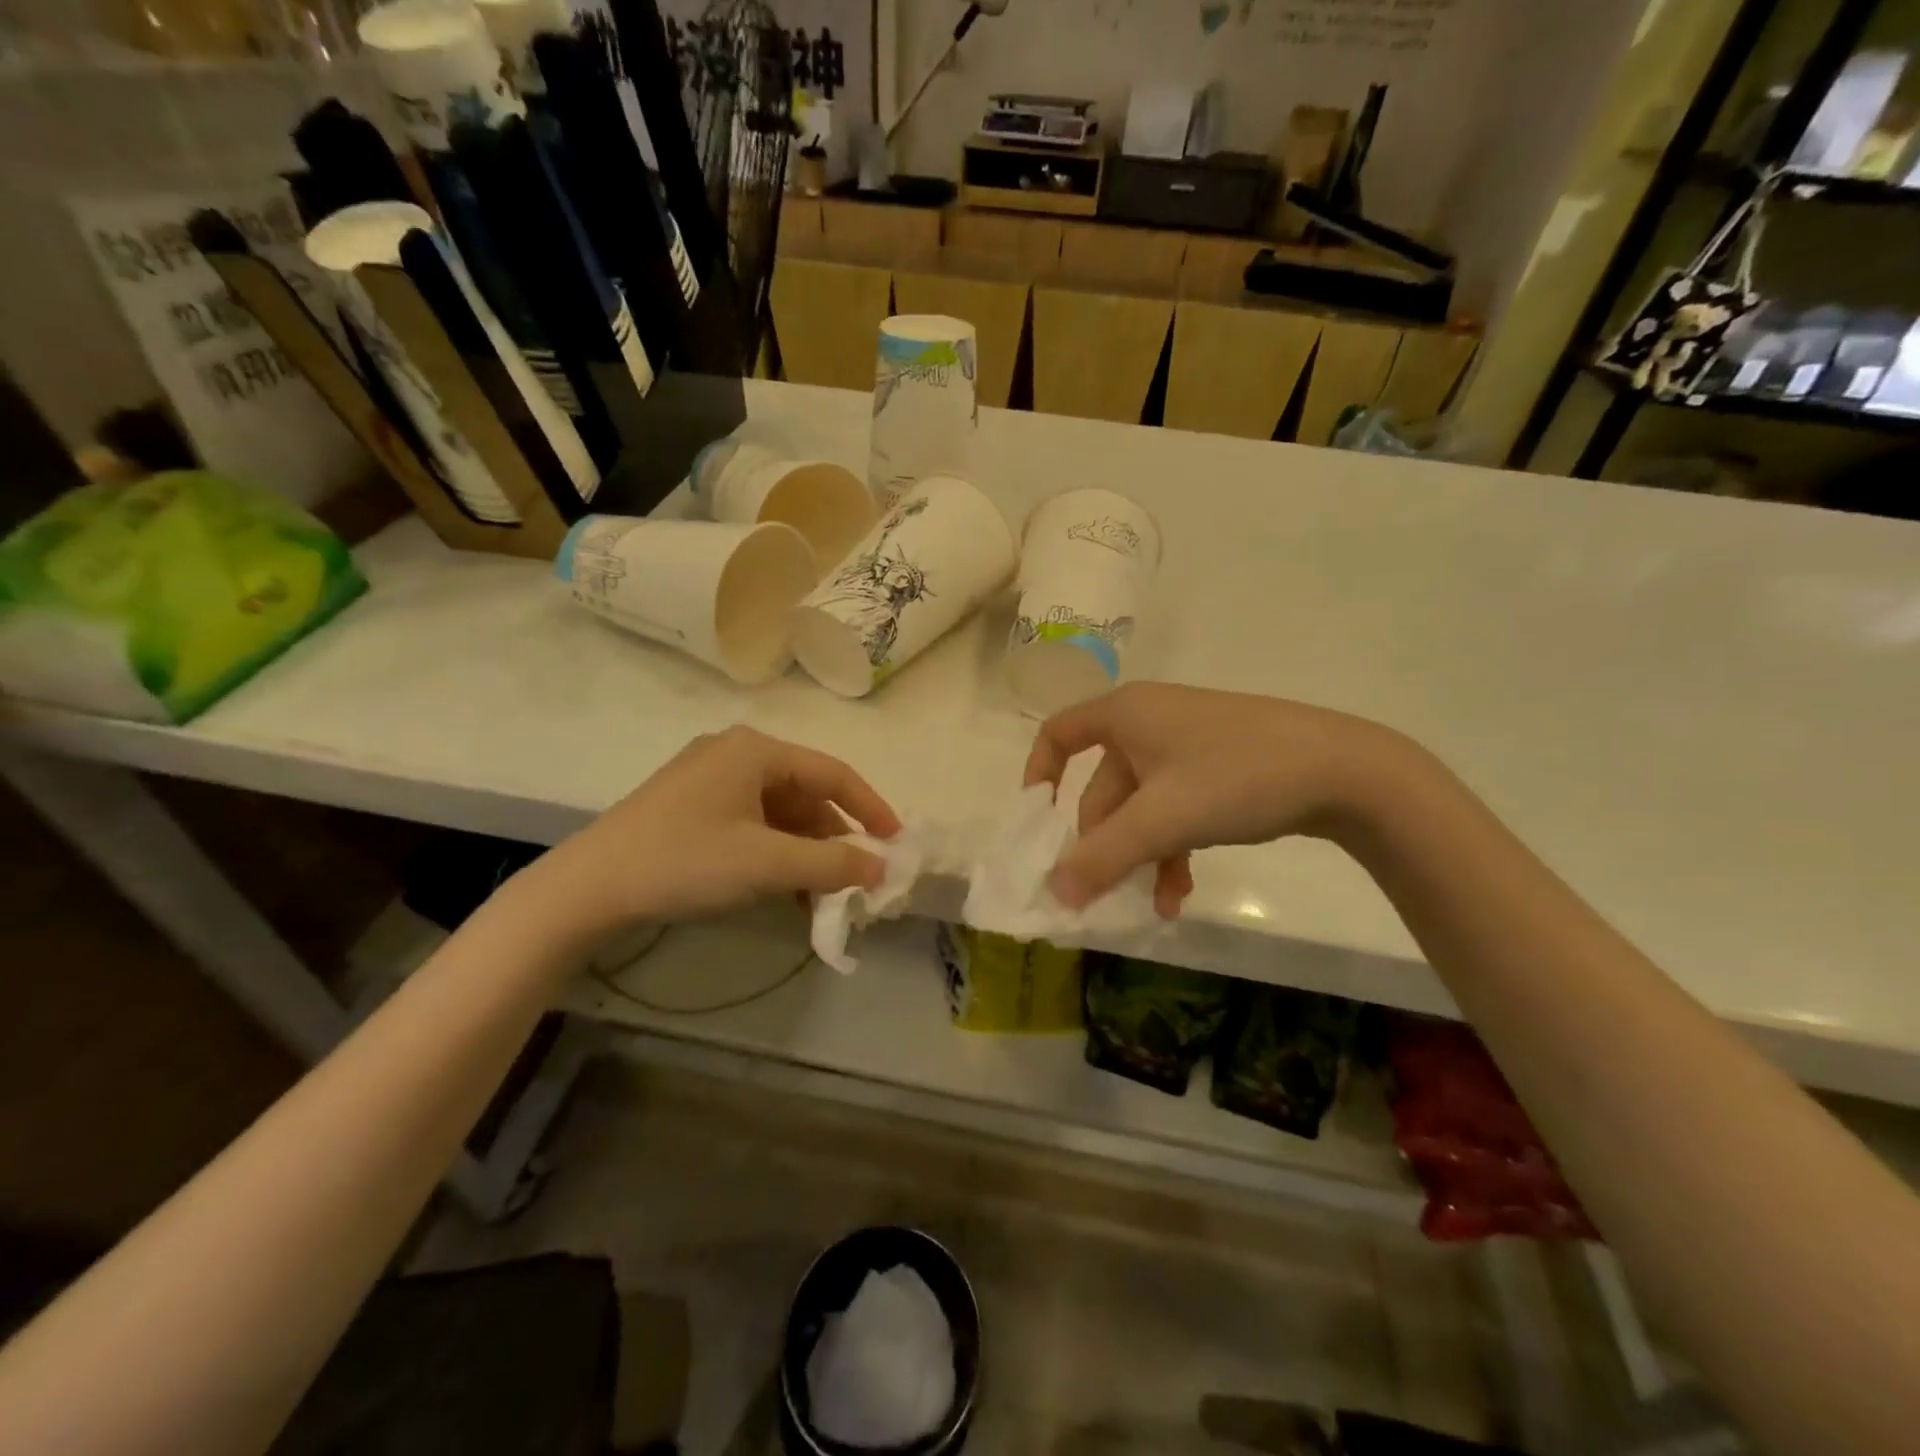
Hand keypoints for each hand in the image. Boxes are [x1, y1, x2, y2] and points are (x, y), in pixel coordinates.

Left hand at [533, 726, 900, 934]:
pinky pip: (751, 824)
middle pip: (805, 794)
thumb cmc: (685, 862)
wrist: (588, 888)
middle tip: (856, 878)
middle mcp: (735, 754)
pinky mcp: (691, 806)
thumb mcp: (766, 864)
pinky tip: (784, 890)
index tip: (895, 842)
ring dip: (804, 852)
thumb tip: (880, 868)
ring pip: (778, 813)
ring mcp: (709, 779)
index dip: (870, 807)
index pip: (833, 773)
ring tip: (821, 895)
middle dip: (833, 838)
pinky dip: (774, 854)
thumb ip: (831, 864)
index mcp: (756, 750)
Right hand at [1024, 683, 1408, 914]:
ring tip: (1153, 906)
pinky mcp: (1215, 769)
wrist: (1346, 769)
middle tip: (1103, 895)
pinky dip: (1171, 847)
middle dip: (1104, 845)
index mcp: (1125, 715)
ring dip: (1140, 856)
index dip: (1039, 775)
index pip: (1058, 734)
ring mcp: (1185, 747)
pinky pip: (1174, 809)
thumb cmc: (1237, 776)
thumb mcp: (1163, 819)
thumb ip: (1103, 857)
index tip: (1039, 823)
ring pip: (1141, 807)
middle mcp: (1148, 724)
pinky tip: (1182, 891)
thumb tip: (1054, 893)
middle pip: (1103, 787)